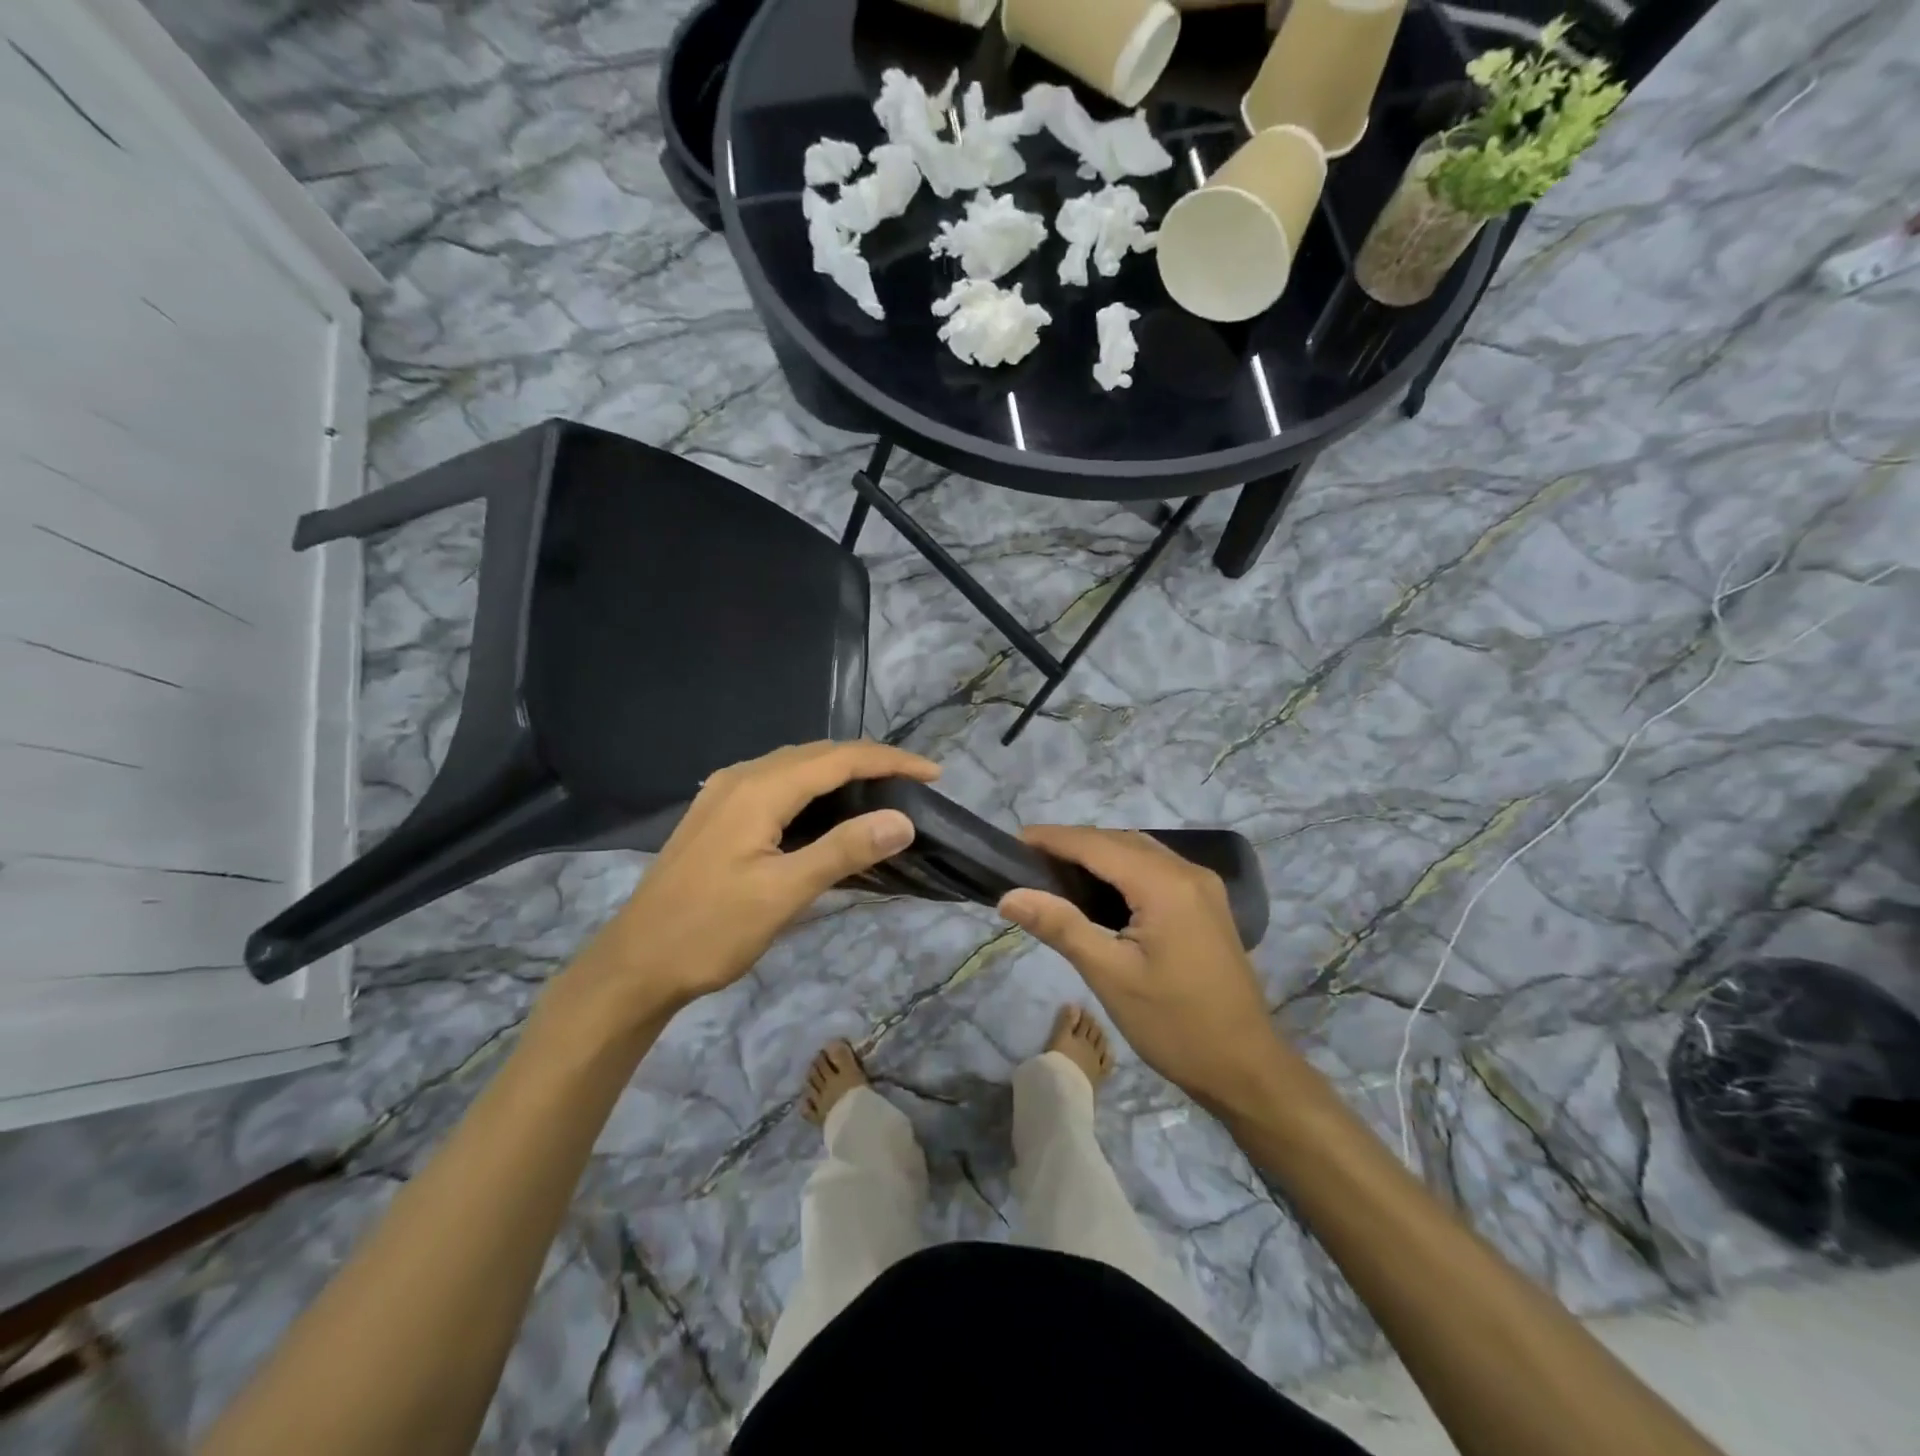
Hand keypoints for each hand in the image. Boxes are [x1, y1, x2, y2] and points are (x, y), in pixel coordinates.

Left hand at [561, 741, 938, 1030]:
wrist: (634, 964)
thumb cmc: (709, 930)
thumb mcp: (783, 894)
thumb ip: (843, 850)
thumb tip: (902, 820)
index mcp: (758, 788)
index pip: (839, 758)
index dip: (890, 761)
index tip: (934, 774)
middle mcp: (741, 777)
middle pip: (818, 754)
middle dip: (870, 761)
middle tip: (914, 784)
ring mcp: (724, 793)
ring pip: (797, 767)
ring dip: (842, 773)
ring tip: (883, 793)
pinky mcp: (718, 814)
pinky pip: (778, 784)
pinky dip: (815, 789)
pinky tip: (829, 813)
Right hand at [999, 827, 1287, 1111]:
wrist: (1245, 1068)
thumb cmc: (1174, 1025)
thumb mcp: (1110, 976)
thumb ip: (1060, 926)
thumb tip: (1009, 896)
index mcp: (1166, 885)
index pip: (1098, 844)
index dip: (1054, 838)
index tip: (1014, 840)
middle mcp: (1188, 873)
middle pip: (1120, 841)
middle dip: (1073, 844)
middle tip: (1028, 861)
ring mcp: (1203, 886)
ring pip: (1140, 852)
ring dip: (1098, 853)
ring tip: (1055, 871)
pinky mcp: (1206, 904)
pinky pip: (1156, 869)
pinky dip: (1122, 868)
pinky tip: (1099, 890)